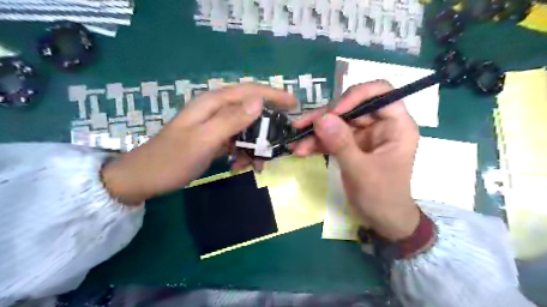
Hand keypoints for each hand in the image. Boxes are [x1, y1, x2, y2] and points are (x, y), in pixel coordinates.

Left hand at [101, 83, 297, 204]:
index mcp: (213, 103)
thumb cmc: (171, 159)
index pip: (250, 91)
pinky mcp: (214, 139)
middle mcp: (216, 110)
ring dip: (255, 146)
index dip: (274, 95)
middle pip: (251, 111)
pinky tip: (241, 167)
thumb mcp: (203, 140)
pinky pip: (237, 142)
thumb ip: (231, 120)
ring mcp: (215, 126)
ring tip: (258, 165)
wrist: (144, 178)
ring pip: (246, 129)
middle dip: (267, 128)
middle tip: (279, 144)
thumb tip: (259, 102)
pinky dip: (244, 153)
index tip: (294, 104)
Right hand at [293, 80, 418, 240]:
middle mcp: (380, 124)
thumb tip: (321, 118)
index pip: (380, 92)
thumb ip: (341, 144)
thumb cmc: (382, 196)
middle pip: (350, 107)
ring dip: (315, 132)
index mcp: (396, 125)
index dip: (355, 95)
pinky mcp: (351, 145)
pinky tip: (300, 150)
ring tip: (296, 144)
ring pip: (337, 122)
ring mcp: (364, 135)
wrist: (382, 220)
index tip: (333, 112)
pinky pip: (331, 137)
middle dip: (325, 117)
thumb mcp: (361, 171)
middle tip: (301, 127)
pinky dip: (316, 143)